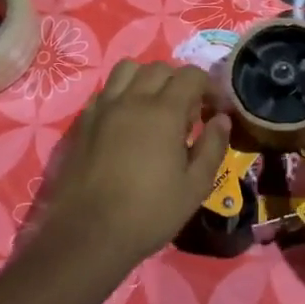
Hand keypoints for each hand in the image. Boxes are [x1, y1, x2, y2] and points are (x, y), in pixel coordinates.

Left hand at [34, 61, 230, 273]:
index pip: (190, 75)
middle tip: (186, 112)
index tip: (214, 110)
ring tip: (154, 107)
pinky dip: (121, 94)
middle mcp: (132, 100)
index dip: (208, 87)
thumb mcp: (195, 186)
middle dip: (178, 82)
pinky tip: (126, 122)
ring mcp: (103, 108)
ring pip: (127, 70)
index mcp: (164, 111)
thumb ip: (212, 146)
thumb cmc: (149, 213)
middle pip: (159, 68)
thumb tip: (221, 120)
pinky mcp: (83, 122)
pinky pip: (105, 91)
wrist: (88, 235)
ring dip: (146, 80)